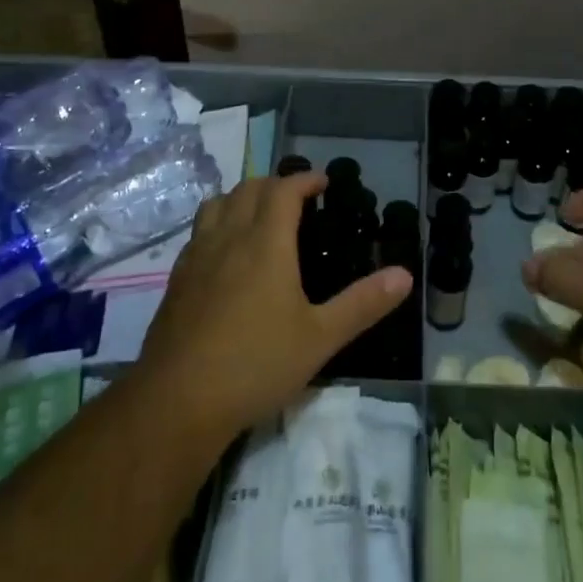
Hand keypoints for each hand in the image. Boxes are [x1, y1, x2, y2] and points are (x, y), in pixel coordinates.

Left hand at [139, 173, 410, 436]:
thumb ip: (363, 304)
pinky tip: (226, 255)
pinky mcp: (177, 280)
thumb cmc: (256, 364)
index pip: (284, 190)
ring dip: (241, 198)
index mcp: (265, 242)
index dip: (304, 180)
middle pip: (248, 189)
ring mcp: (197, 257)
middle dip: (275, 184)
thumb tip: (405, 275)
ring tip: (259, 216)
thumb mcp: (320, 338)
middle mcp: (229, 238)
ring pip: (216, 205)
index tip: (323, 183)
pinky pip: (198, 233)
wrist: (177, 401)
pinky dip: (218, 225)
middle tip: (297, 199)